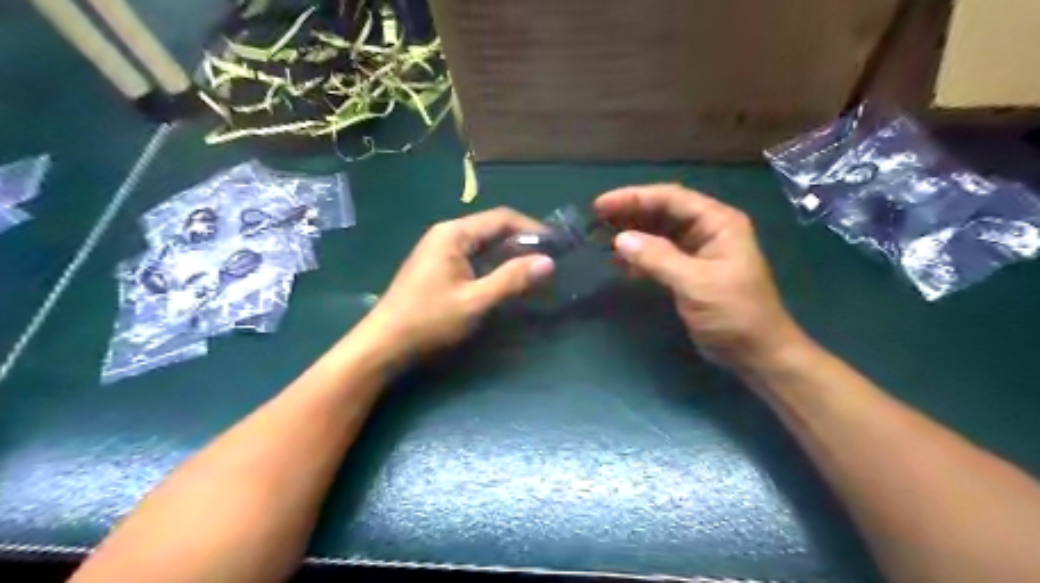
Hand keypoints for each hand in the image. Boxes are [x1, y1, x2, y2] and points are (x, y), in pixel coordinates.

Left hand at [363, 207, 556, 362]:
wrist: (384, 343)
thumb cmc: (429, 320)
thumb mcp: (475, 301)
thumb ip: (512, 280)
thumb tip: (548, 262)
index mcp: (454, 234)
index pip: (502, 218)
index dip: (532, 228)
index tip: (556, 244)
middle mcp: (447, 234)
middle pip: (492, 228)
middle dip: (522, 242)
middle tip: (549, 260)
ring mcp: (440, 250)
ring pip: (484, 244)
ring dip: (509, 255)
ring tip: (534, 271)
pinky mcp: (438, 267)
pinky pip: (474, 257)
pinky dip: (494, 265)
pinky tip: (507, 280)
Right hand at [593, 184, 801, 370]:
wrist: (756, 354)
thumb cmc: (734, 314)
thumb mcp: (696, 284)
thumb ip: (659, 259)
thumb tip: (620, 239)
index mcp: (718, 223)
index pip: (671, 198)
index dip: (634, 198)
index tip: (601, 205)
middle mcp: (708, 230)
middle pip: (663, 211)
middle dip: (630, 213)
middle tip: (595, 220)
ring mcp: (697, 251)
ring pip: (658, 233)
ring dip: (632, 234)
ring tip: (601, 237)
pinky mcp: (688, 272)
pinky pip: (658, 255)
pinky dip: (639, 256)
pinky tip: (618, 262)